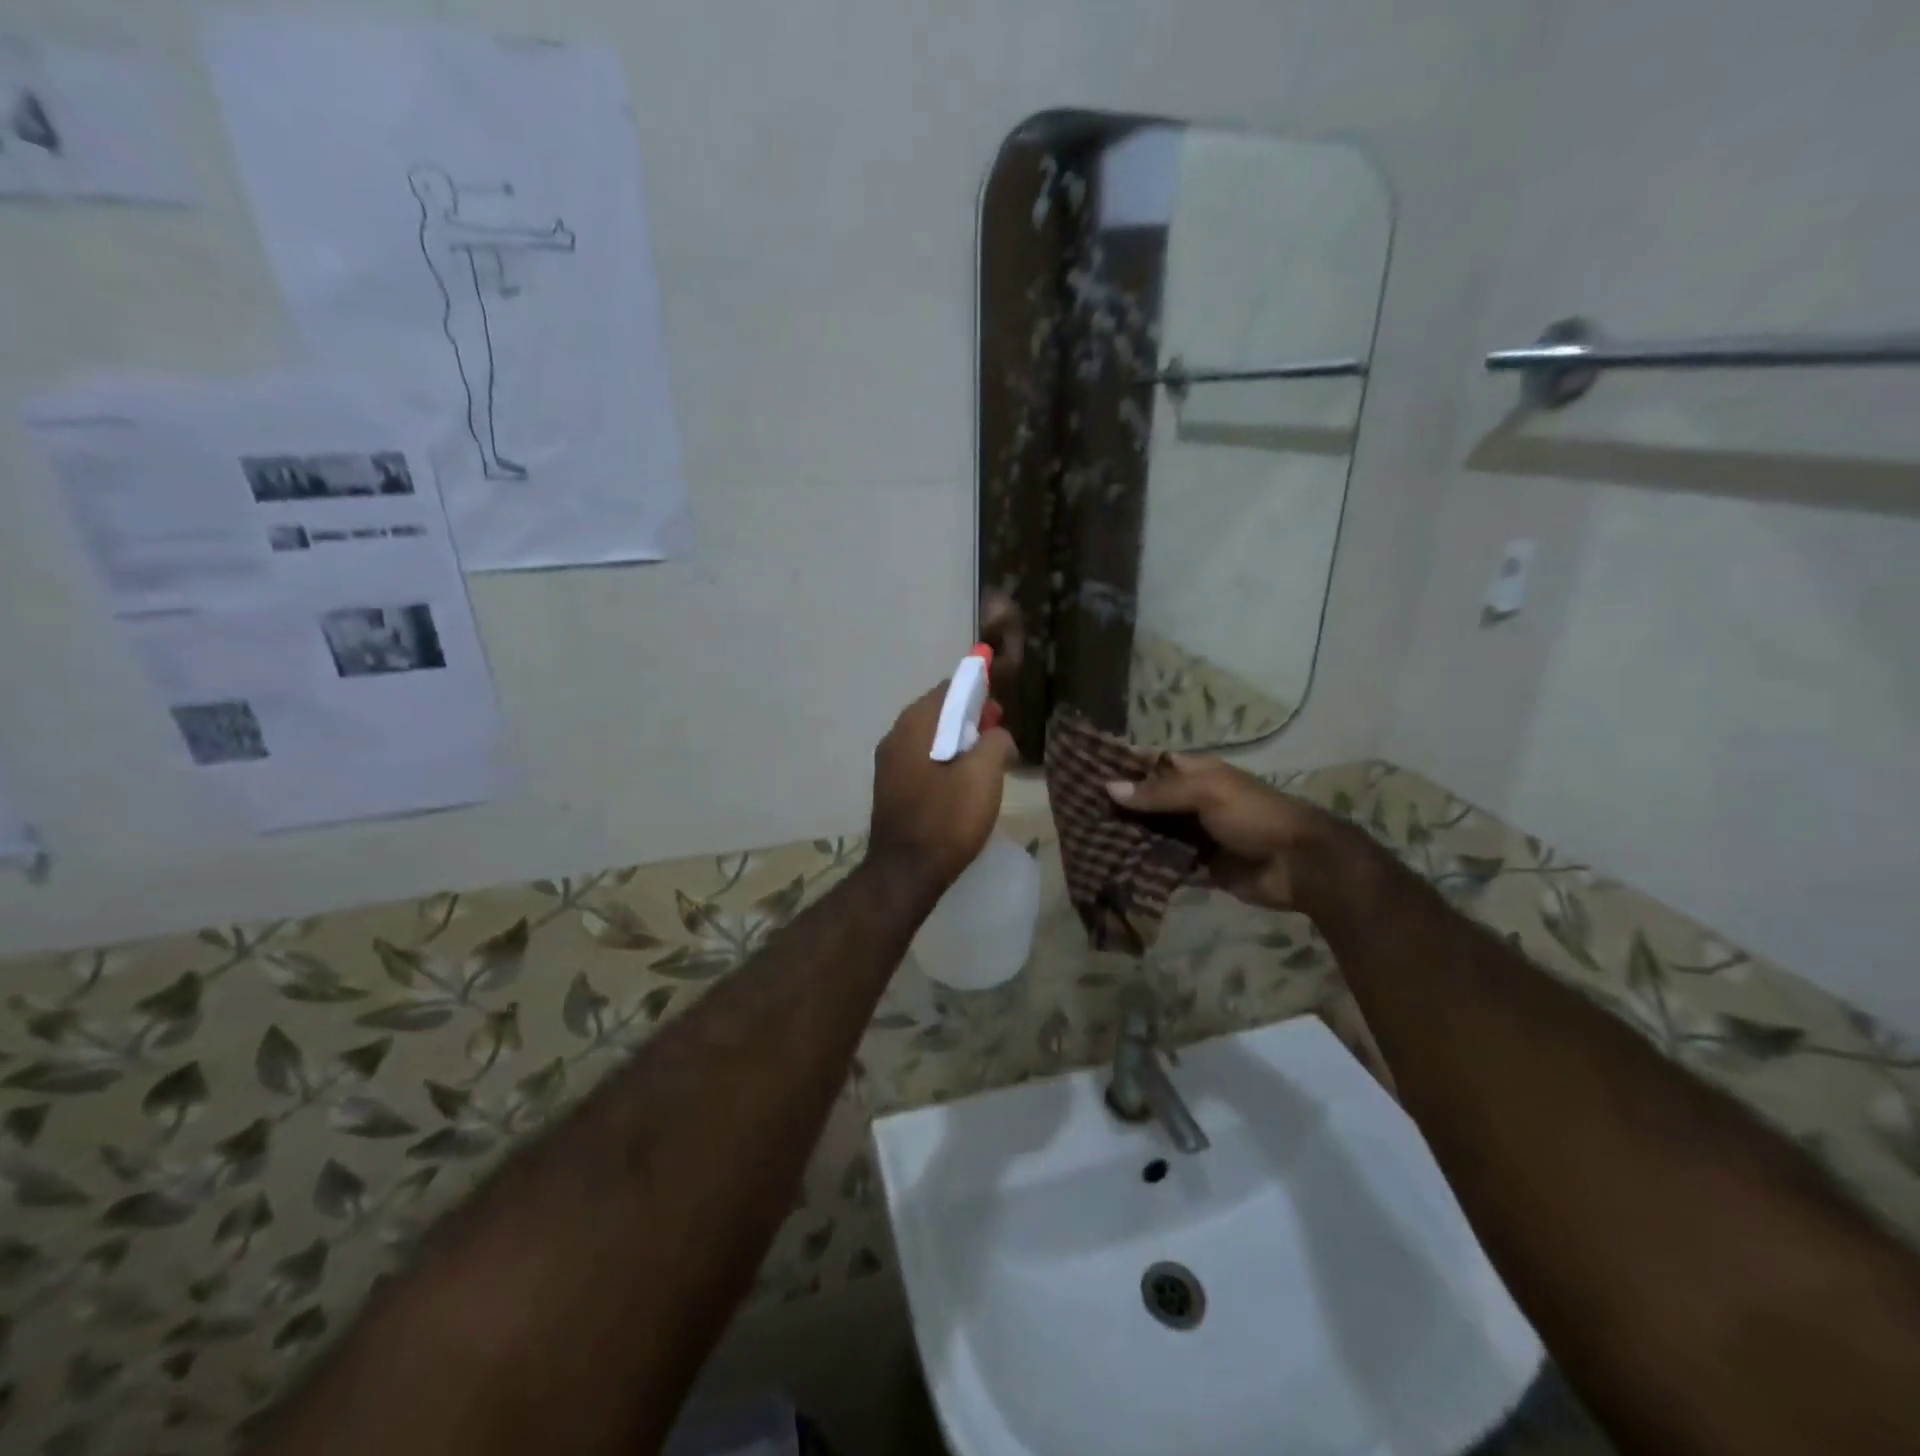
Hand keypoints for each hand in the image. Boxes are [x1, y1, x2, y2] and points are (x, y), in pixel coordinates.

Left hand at [868, 682, 1017, 902]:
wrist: (906, 873)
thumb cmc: (947, 819)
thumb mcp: (984, 774)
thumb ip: (996, 741)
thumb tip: (997, 735)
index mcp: (914, 725)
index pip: (948, 689)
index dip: (978, 691)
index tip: (1000, 708)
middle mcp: (895, 737)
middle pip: (938, 713)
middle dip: (970, 718)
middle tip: (999, 735)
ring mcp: (889, 765)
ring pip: (930, 739)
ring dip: (959, 742)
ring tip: (987, 761)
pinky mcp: (891, 789)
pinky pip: (923, 761)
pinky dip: (945, 761)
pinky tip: (964, 782)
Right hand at [1106, 754, 1350, 912]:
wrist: (1299, 865)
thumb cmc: (1255, 816)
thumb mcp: (1207, 793)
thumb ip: (1158, 791)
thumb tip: (1109, 787)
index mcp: (1196, 774)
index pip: (1151, 764)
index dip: (1122, 765)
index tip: (1083, 770)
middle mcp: (1190, 801)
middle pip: (1146, 800)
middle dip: (1117, 805)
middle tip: (1076, 812)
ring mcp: (1193, 835)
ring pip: (1151, 832)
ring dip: (1126, 836)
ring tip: (1085, 840)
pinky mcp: (1196, 866)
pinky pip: (1163, 862)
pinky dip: (1142, 864)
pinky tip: (1112, 867)